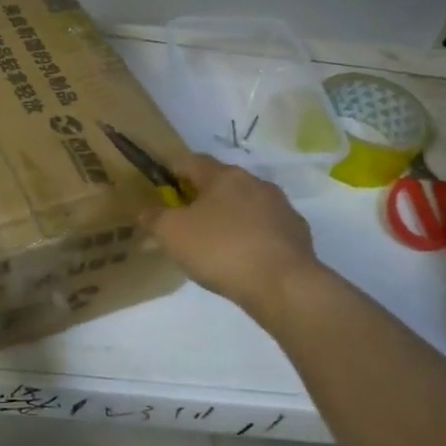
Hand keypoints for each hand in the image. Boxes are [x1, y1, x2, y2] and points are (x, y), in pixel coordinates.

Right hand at [144, 155, 324, 313]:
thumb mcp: (172, 234)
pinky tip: (244, 260)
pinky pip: (266, 229)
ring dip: (230, 218)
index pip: (191, 161)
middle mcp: (255, 183)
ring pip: (246, 206)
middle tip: (186, 222)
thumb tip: (147, 210)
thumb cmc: (221, 250)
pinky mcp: (298, 233)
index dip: (173, 172)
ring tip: (215, 245)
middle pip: (221, 183)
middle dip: (202, 198)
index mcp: (223, 176)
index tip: (162, 192)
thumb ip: (154, 218)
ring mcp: (281, 207)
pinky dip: (252, 238)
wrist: (283, 284)